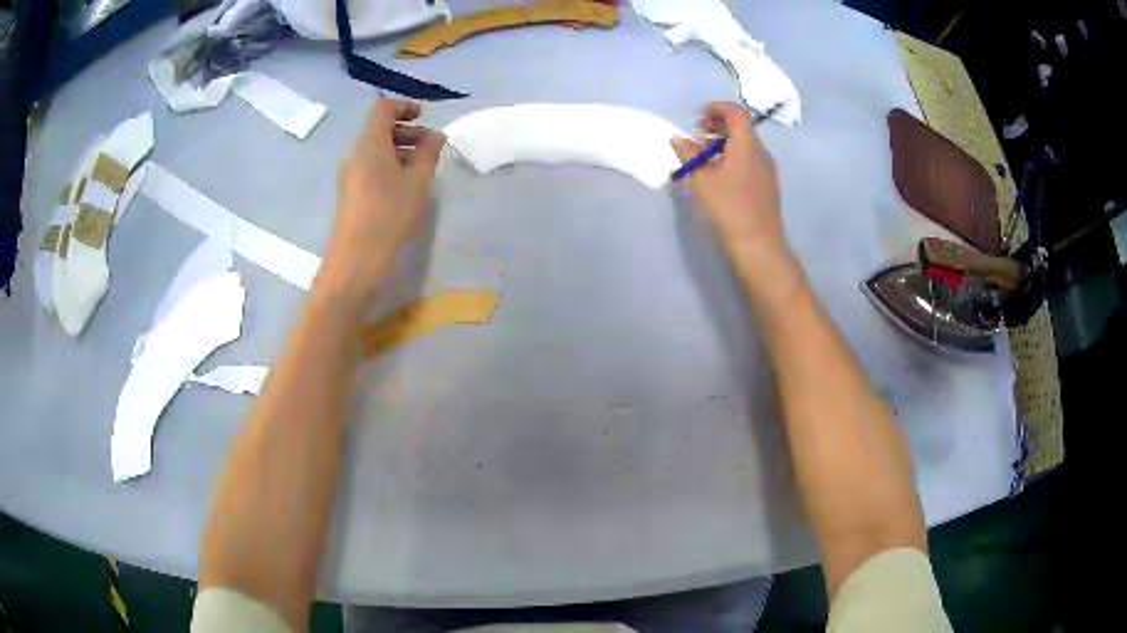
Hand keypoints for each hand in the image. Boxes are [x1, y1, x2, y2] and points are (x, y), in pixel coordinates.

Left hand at [326, 100, 443, 293]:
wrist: (356, 261)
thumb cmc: (389, 215)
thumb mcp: (417, 182)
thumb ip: (428, 153)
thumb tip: (435, 136)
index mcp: (369, 144)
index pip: (382, 109)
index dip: (404, 107)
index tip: (425, 117)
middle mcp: (355, 155)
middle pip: (379, 129)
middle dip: (406, 131)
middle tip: (431, 147)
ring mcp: (350, 176)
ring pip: (376, 151)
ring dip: (400, 151)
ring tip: (423, 169)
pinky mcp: (351, 195)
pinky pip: (371, 169)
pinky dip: (390, 167)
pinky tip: (406, 188)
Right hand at [672, 102, 799, 298]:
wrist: (758, 246)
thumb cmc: (728, 208)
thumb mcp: (701, 180)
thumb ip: (689, 155)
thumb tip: (679, 139)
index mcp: (747, 145)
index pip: (737, 113)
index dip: (718, 108)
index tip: (700, 115)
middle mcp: (761, 153)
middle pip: (742, 129)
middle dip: (719, 126)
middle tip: (698, 135)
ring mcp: (767, 171)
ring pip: (745, 146)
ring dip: (724, 144)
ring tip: (703, 158)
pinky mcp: (767, 187)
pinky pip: (749, 162)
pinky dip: (733, 159)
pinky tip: (718, 176)